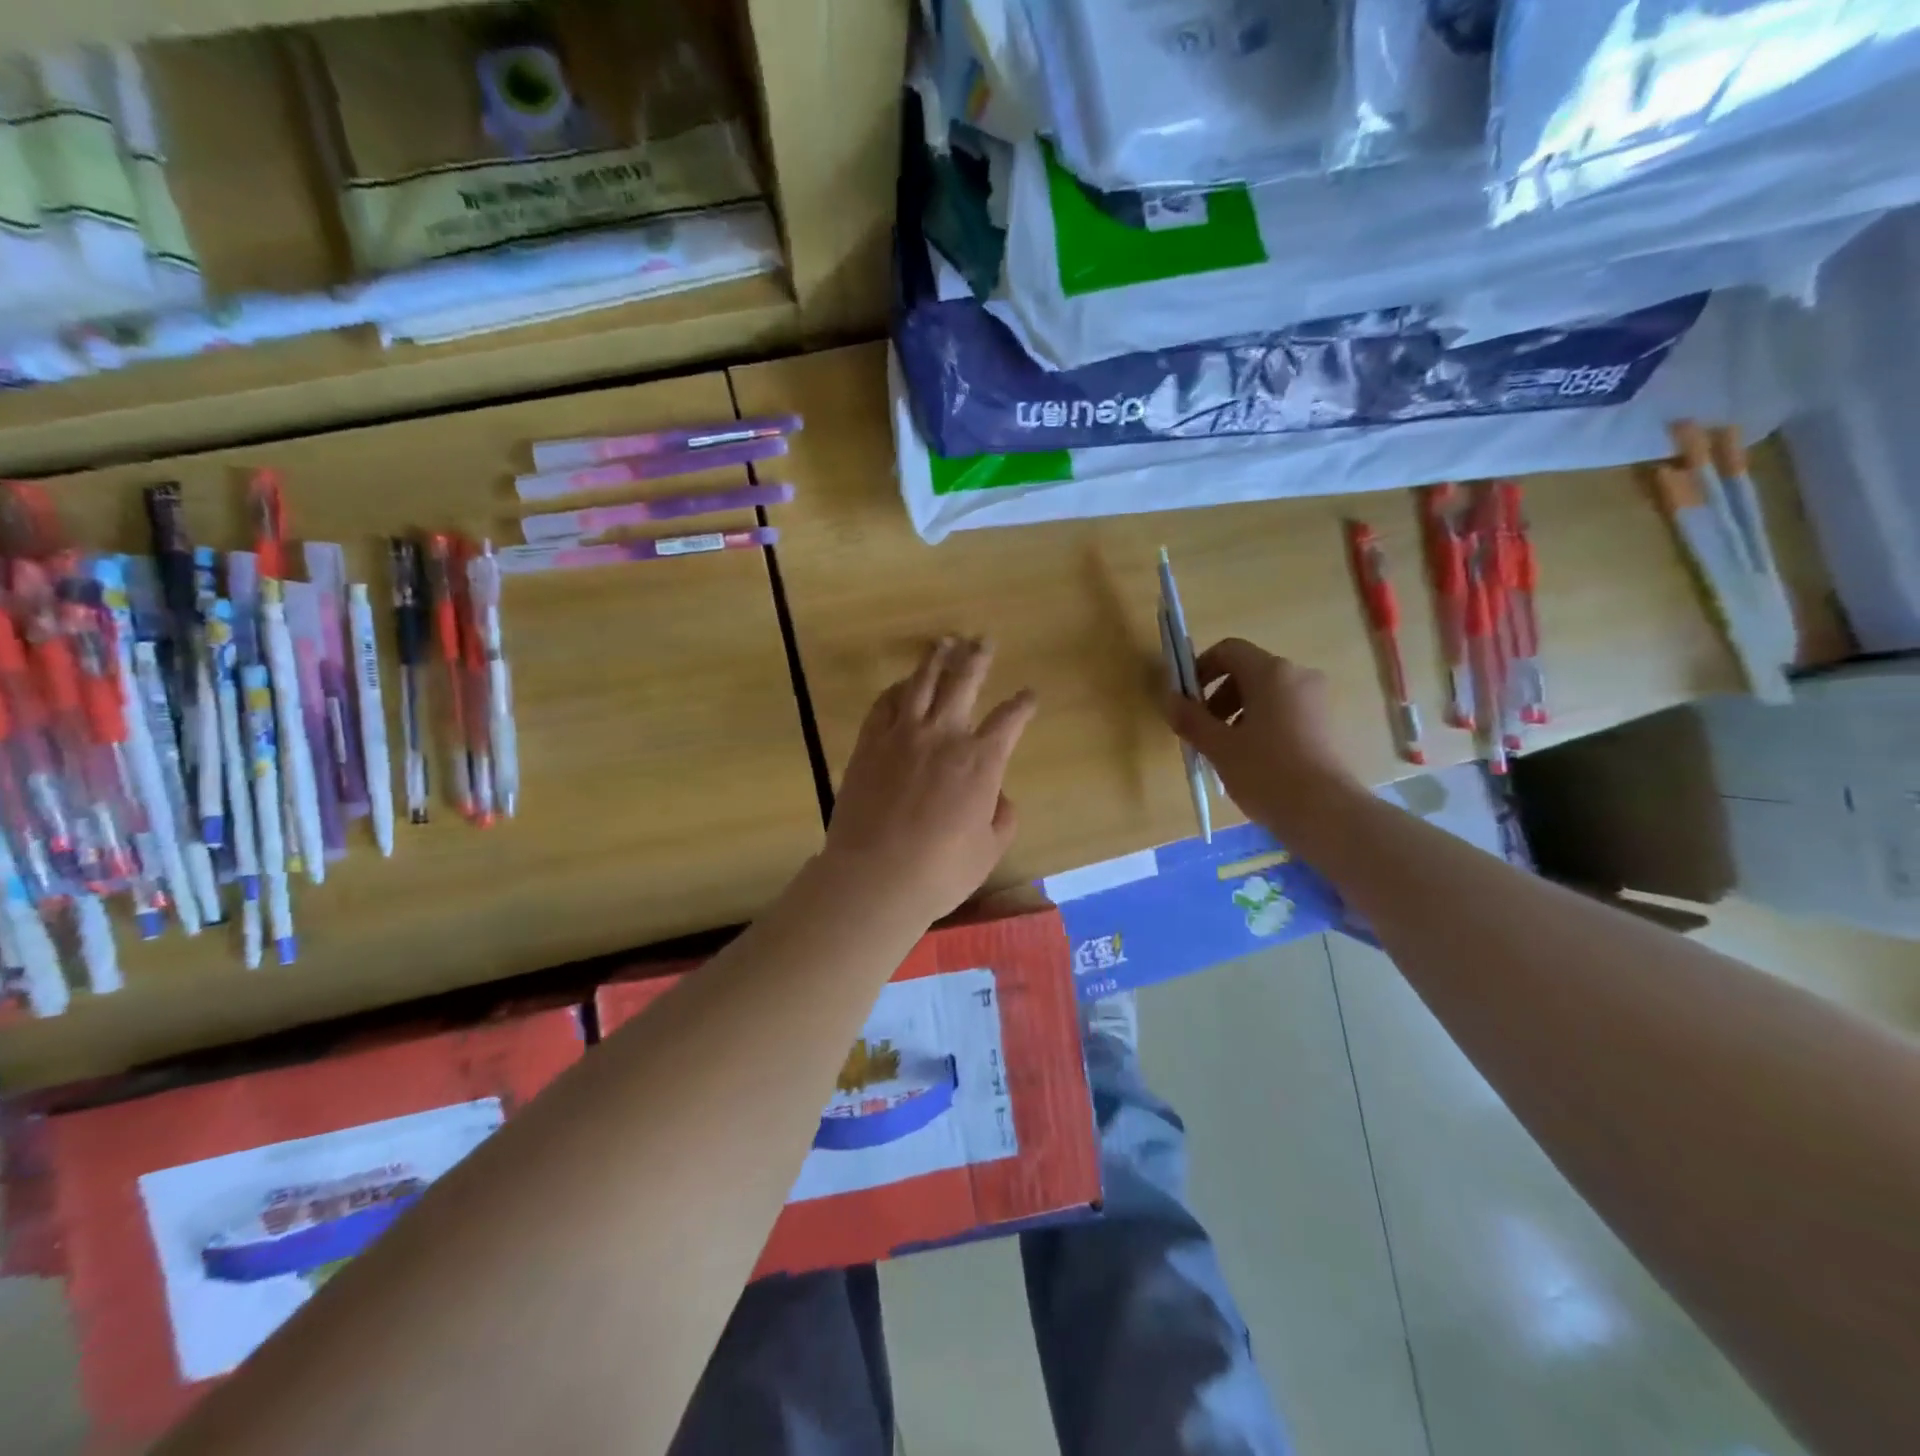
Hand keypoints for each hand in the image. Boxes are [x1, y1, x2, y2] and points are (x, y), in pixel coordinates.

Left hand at [823, 637, 1037, 924]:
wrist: (875, 876)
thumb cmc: (940, 871)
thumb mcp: (988, 850)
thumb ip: (1001, 817)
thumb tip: (997, 795)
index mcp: (981, 761)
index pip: (1010, 719)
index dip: (1023, 704)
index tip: (1029, 695)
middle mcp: (944, 736)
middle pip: (964, 682)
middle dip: (978, 658)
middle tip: (984, 641)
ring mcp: (902, 735)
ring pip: (921, 682)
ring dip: (936, 658)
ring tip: (945, 642)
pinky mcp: (869, 744)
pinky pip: (884, 703)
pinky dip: (897, 688)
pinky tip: (902, 683)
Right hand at [1163, 638, 1361, 832]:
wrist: (1326, 812)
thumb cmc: (1266, 772)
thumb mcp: (1219, 747)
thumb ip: (1191, 719)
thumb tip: (1170, 699)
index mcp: (1271, 672)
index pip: (1228, 650)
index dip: (1201, 668)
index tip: (1187, 700)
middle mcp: (1298, 675)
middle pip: (1248, 671)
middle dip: (1219, 695)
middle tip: (1203, 729)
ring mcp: (1317, 699)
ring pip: (1267, 693)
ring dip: (1239, 711)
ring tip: (1226, 748)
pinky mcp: (1327, 723)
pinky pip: (1286, 710)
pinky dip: (1263, 723)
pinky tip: (1253, 758)